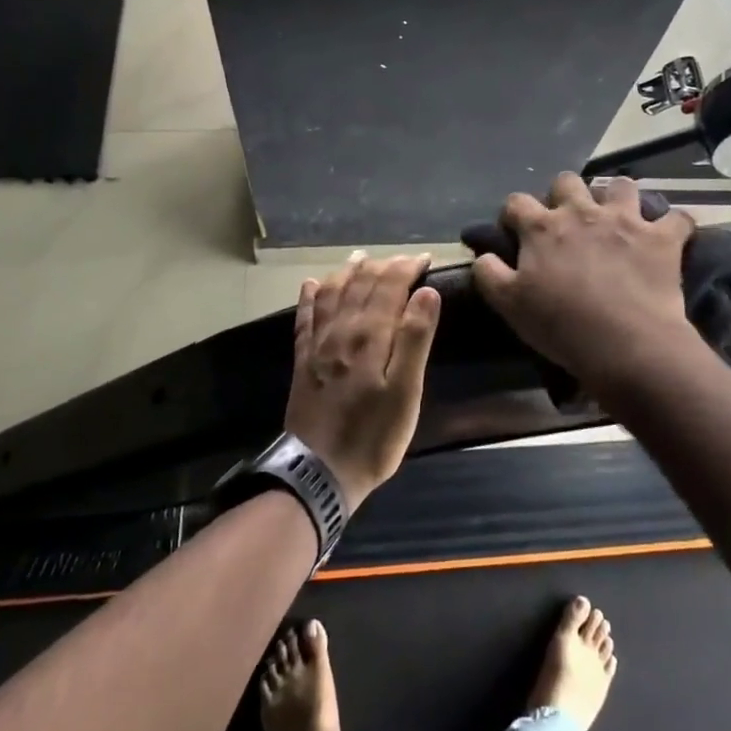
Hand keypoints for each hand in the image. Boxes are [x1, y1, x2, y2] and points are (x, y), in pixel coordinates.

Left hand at [286, 253, 441, 512]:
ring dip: (347, 273)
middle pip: (361, 286)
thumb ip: (415, 339)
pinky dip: (309, 298)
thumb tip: (426, 293)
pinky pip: (305, 319)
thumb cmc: (374, 436)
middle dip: (382, 267)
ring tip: (358, 258)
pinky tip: (311, 285)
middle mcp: (342, 331)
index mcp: (371, 336)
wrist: (318, 473)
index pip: (389, 287)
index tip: (424, 259)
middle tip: (400, 259)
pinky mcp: (303, 362)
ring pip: (332, 295)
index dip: (406, 268)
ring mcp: (319, 345)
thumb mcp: (406, 393)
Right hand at [470, 175, 700, 393]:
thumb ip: (490, 273)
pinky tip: (670, 235)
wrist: (624, 343)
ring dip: (617, 197)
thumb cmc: (560, 326)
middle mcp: (582, 212)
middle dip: (564, 194)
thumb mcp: (509, 305)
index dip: (513, 213)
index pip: (517, 202)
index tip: (515, 229)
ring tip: (618, 217)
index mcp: (543, 228)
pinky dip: (674, 225)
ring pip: (621, 185)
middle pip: (567, 181)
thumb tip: (483, 255)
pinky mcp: (661, 238)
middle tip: (568, 221)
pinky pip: (677, 218)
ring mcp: (625, 220)